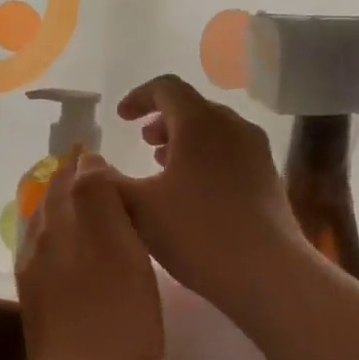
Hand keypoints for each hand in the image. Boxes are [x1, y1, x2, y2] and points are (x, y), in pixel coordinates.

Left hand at [14, 153, 163, 359]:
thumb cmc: (117, 323)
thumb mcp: (120, 252)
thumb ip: (99, 201)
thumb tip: (87, 163)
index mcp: (61, 225)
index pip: (70, 176)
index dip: (88, 163)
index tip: (110, 157)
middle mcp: (40, 242)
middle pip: (54, 198)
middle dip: (74, 182)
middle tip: (106, 178)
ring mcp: (35, 274)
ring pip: (49, 225)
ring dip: (68, 209)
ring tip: (98, 210)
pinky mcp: (39, 302)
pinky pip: (48, 253)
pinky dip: (65, 238)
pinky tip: (84, 253)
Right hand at [113, 74, 303, 318]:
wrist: (267, 272)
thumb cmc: (196, 231)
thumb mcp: (139, 208)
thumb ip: (107, 182)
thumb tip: (90, 165)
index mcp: (199, 122)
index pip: (166, 88)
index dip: (139, 97)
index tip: (121, 118)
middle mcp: (232, 126)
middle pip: (193, 107)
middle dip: (163, 120)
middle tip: (143, 142)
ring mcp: (256, 151)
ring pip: (214, 131)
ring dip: (185, 141)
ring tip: (164, 167)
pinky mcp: (269, 177)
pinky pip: (231, 152)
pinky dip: (206, 158)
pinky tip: (194, 194)